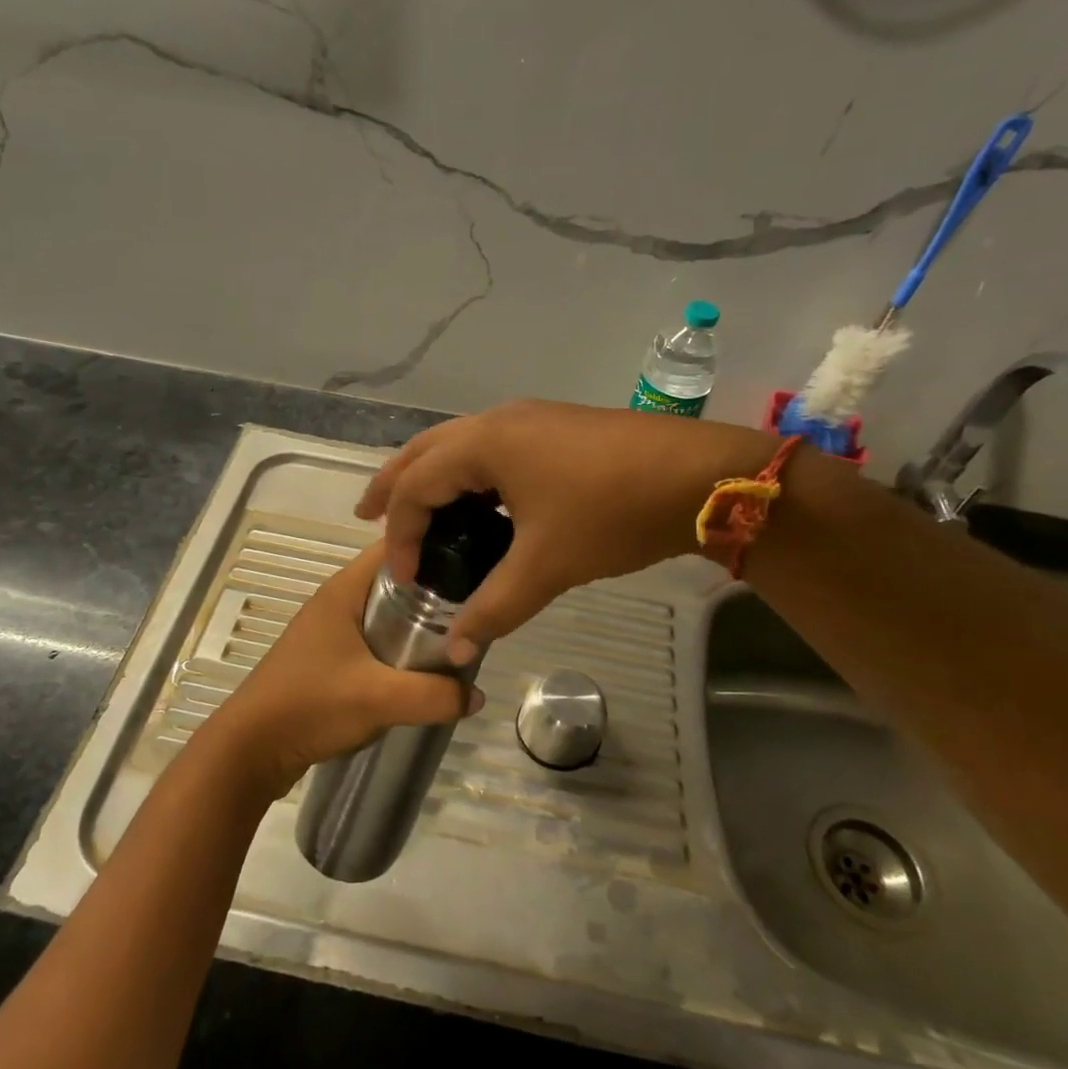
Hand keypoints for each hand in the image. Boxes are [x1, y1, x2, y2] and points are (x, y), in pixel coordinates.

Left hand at [206, 542, 482, 799]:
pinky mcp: (329, 657)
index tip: (474, 557)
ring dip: (418, 621)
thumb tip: (475, 695)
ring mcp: (331, 629)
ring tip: (458, 634)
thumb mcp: (379, 699)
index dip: (433, 543)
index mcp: (344, 589)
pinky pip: (375, 638)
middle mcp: (337, 600)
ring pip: (386, 612)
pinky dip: (400, 645)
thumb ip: (434, 695)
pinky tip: (422, 665)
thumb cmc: (310, 705)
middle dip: (435, 588)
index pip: (395, 546)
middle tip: (476, 604)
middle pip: (396, 579)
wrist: (251, 749)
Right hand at [357, 400, 775, 647]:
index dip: (400, 533)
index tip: (404, 579)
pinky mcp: (555, 429)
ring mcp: (530, 419)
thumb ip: (495, 607)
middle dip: (394, 485)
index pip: (417, 486)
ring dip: (432, 475)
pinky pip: (491, 448)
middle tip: (367, 517)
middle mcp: (499, 421)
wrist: (700, 476)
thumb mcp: (548, 565)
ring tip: (418, 510)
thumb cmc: (612, 513)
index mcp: (485, 443)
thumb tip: (456, 649)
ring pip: (459, 445)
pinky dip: (468, 474)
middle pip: (426, 451)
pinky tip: (480, 504)